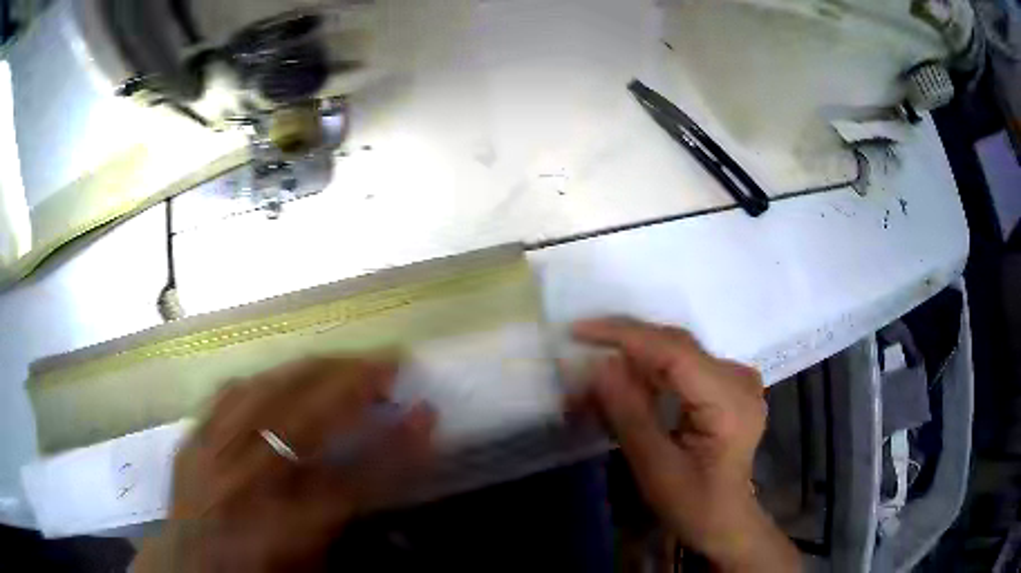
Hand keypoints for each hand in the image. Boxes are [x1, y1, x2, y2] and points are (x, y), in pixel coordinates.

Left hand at [135, 357, 435, 572]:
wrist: (191, 569)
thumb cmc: (257, 572)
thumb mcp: (311, 562)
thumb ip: (346, 519)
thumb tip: (384, 472)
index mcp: (280, 530)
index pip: (353, 481)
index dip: (397, 447)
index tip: (428, 414)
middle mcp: (242, 486)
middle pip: (302, 419)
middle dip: (353, 383)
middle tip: (388, 362)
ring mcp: (209, 455)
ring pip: (263, 393)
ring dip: (310, 369)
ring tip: (342, 359)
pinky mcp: (191, 440)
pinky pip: (227, 394)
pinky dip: (263, 380)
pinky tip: (282, 375)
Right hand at [573, 318, 799, 571]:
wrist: (725, 521)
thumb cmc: (693, 504)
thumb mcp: (656, 468)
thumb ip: (629, 414)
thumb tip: (598, 365)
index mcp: (730, 401)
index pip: (675, 351)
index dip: (625, 335)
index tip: (578, 331)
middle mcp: (739, 378)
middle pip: (676, 346)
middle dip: (623, 348)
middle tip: (577, 352)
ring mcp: (735, 379)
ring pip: (675, 354)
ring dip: (631, 364)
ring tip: (591, 380)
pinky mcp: (725, 385)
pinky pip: (681, 368)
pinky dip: (648, 376)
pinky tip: (622, 388)